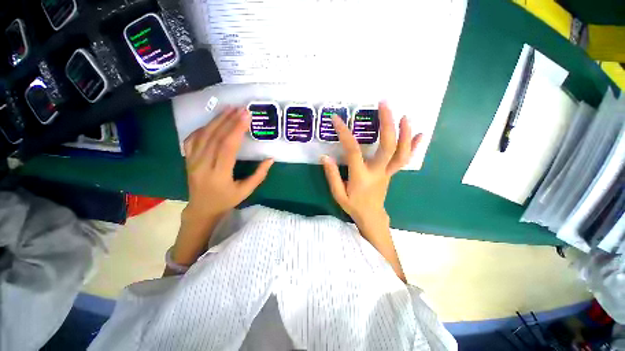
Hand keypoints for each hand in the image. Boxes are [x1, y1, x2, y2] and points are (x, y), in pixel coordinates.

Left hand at [183, 107, 273, 218]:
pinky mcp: (188, 158)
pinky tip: (214, 121)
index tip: (246, 116)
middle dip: (229, 120)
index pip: (227, 147)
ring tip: (229, 109)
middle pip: (215, 137)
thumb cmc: (227, 200)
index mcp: (218, 174)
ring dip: (217, 120)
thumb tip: (270, 159)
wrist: (202, 208)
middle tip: (241, 109)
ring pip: (203, 135)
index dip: (237, 130)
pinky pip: (193, 138)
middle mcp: (202, 165)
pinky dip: (204, 127)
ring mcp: (192, 160)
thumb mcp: (246, 191)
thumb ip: (259, 175)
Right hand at [321, 102, 420, 234]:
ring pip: (401, 152)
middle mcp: (378, 171)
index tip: (336, 119)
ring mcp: (388, 171)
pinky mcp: (392, 172)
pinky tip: (420, 133)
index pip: (353, 151)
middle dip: (387, 124)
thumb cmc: (354, 206)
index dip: (344, 133)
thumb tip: (325, 157)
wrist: (371, 216)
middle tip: (384, 105)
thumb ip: (332, 175)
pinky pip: (405, 159)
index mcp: (361, 176)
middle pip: (387, 146)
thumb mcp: (338, 194)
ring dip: (404, 133)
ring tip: (404, 115)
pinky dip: (414, 146)